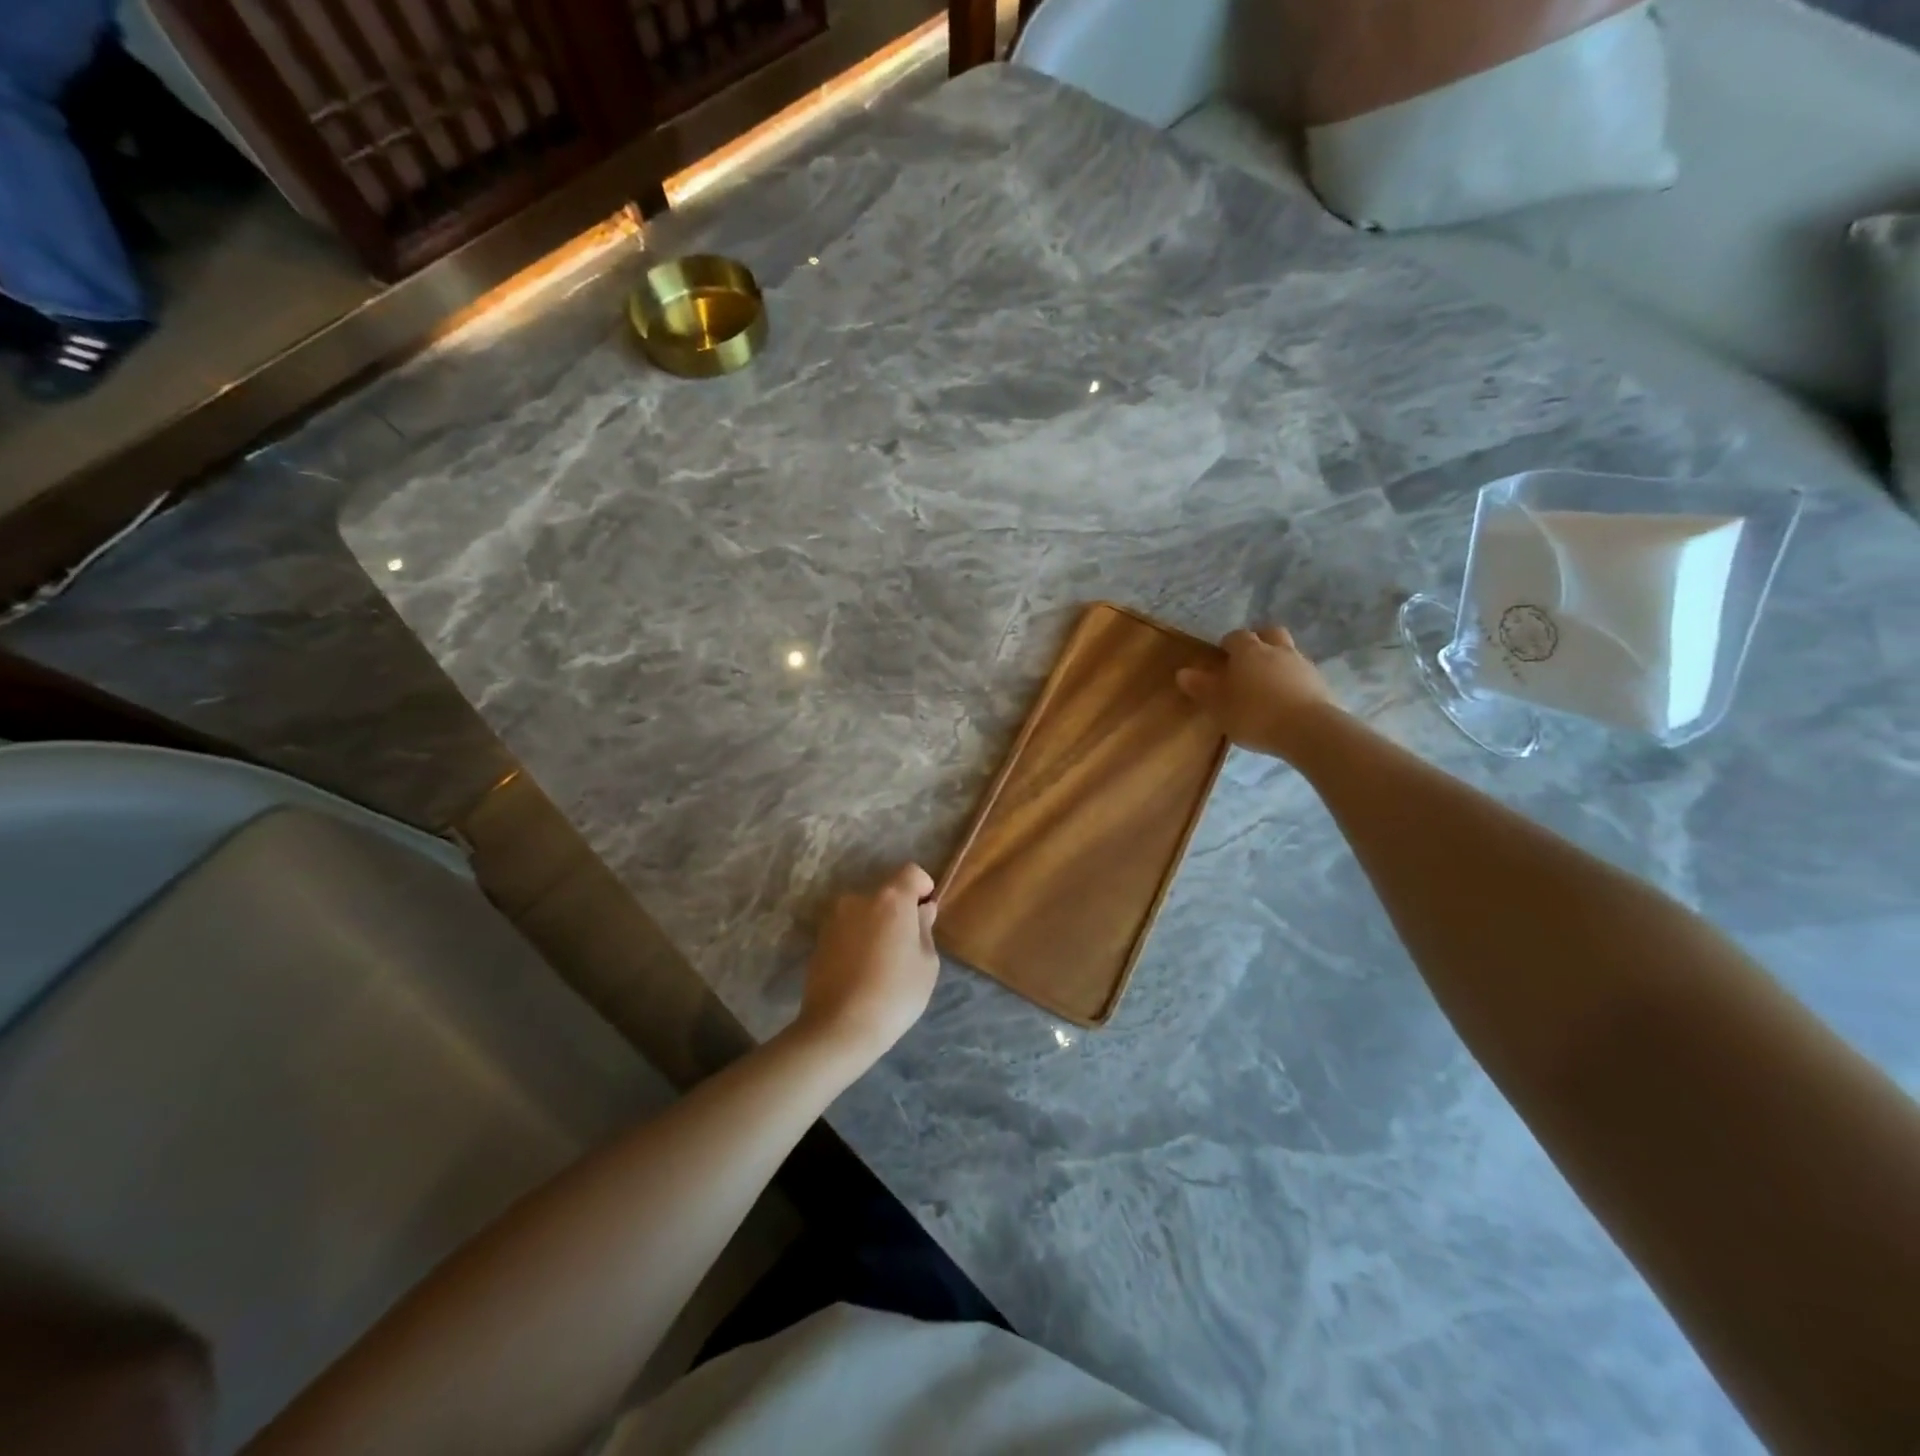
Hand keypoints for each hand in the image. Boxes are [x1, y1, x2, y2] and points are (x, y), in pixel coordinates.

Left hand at [795, 864, 940, 1065]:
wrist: (839, 1027)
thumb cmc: (895, 994)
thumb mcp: (927, 964)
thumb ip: (925, 929)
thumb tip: (922, 910)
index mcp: (891, 899)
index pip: (911, 872)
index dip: (923, 887)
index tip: (926, 912)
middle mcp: (859, 899)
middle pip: (886, 894)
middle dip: (898, 911)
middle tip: (906, 945)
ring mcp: (834, 919)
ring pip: (864, 913)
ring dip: (875, 926)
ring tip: (881, 963)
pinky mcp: (818, 940)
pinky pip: (847, 931)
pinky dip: (856, 941)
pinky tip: (861, 972)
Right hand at [1176, 627, 1347, 762]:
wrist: (1308, 730)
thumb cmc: (1254, 714)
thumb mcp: (1218, 705)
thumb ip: (1201, 687)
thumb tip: (1182, 672)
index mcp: (1249, 651)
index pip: (1236, 636)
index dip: (1228, 645)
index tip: (1222, 658)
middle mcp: (1277, 650)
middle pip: (1269, 633)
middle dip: (1259, 642)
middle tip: (1248, 661)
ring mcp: (1302, 664)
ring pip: (1288, 652)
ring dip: (1278, 661)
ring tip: (1268, 684)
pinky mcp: (1320, 683)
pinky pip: (1302, 674)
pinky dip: (1293, 680)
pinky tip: (1286, 700)